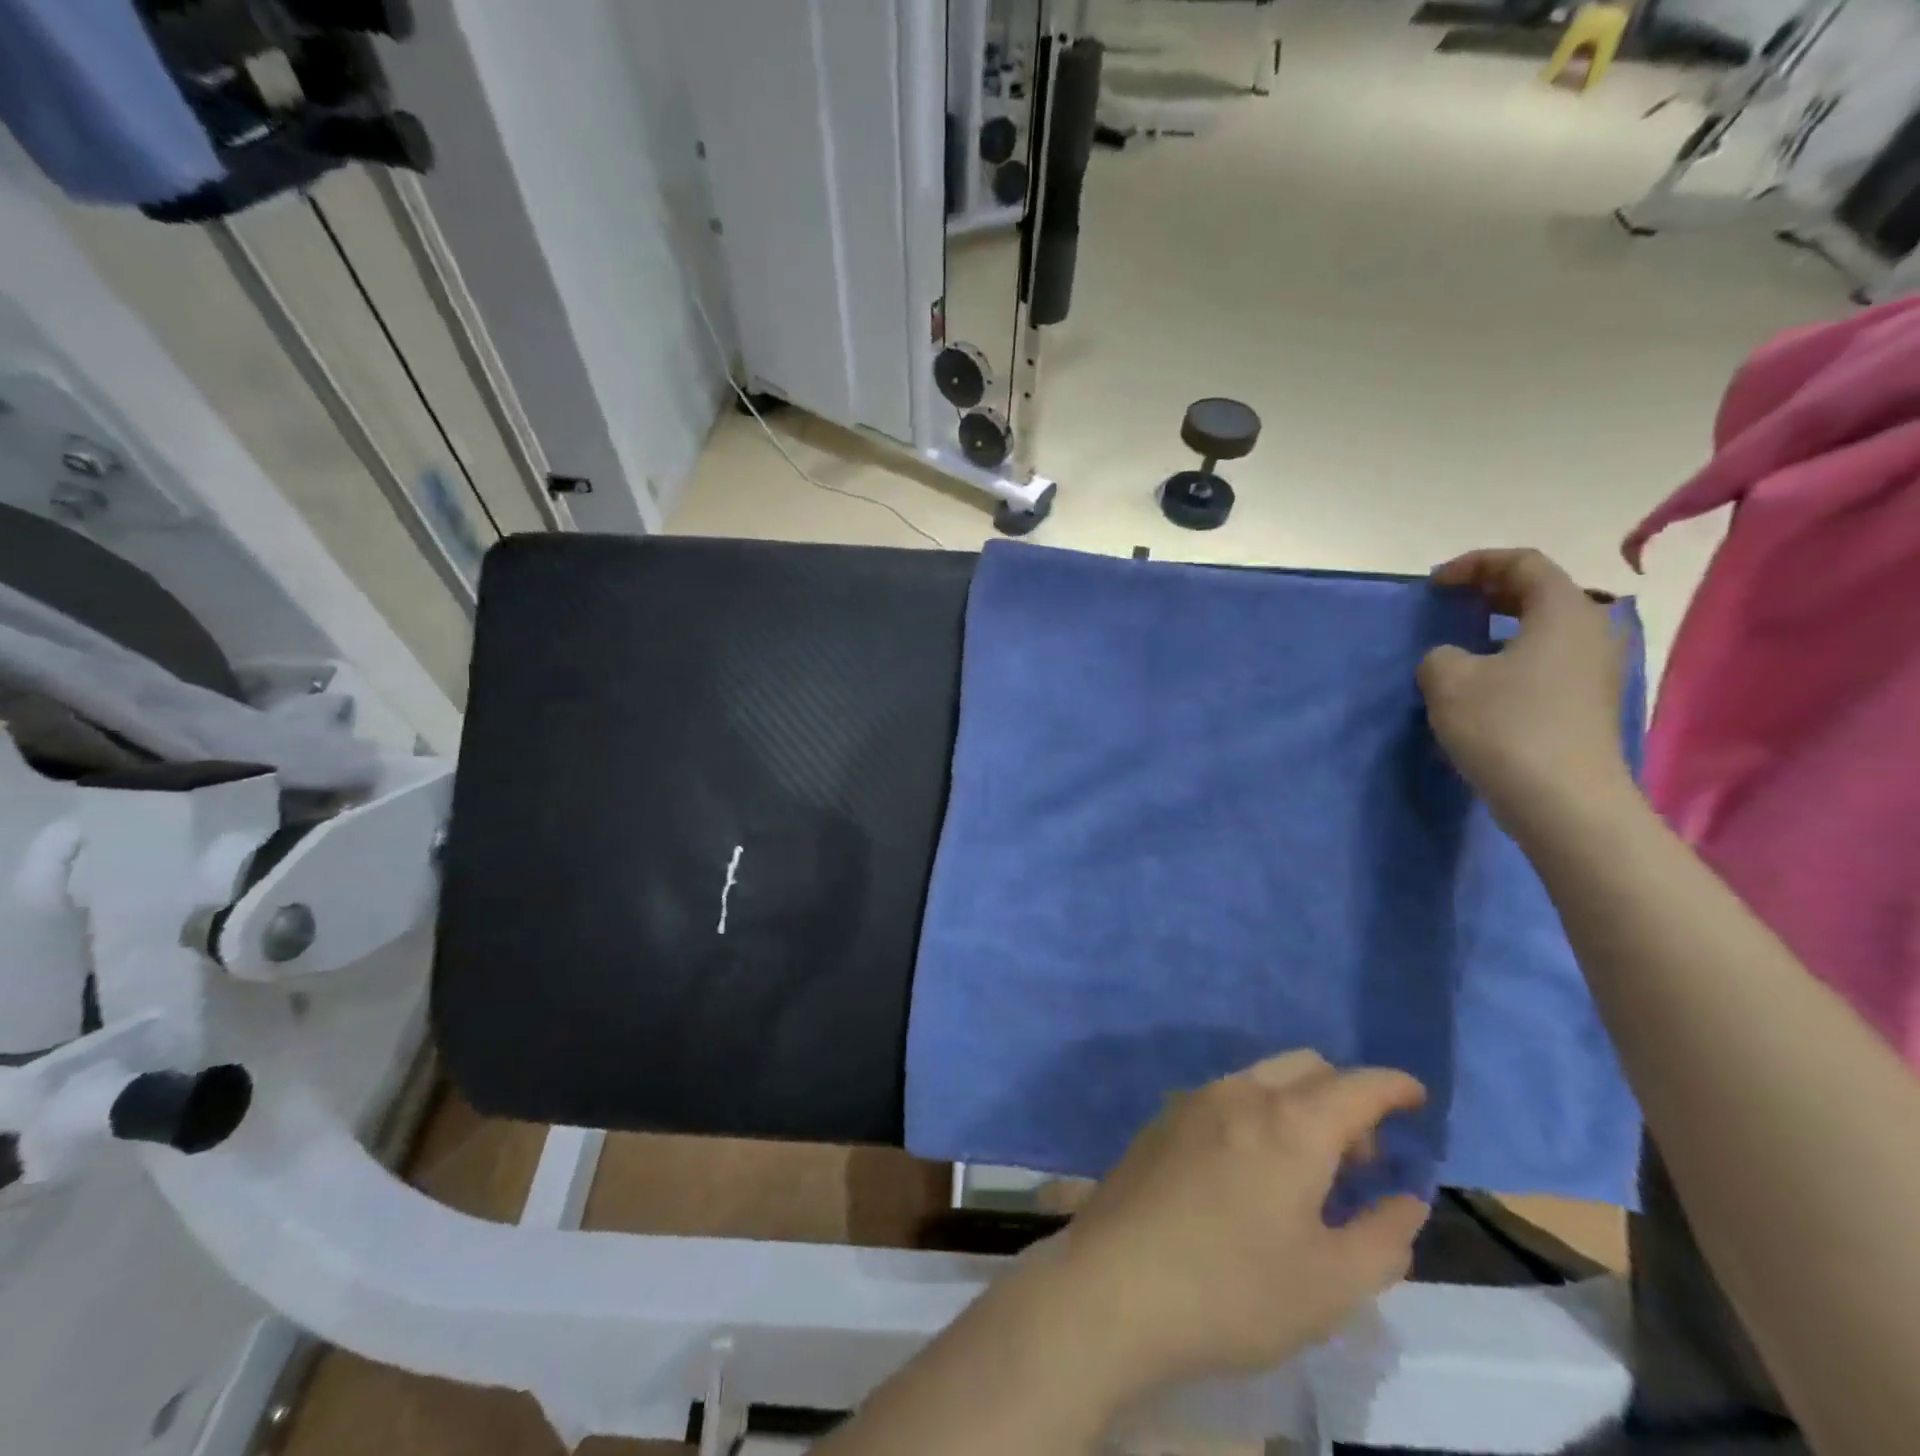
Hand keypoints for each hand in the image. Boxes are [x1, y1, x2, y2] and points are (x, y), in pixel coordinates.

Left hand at [1042, 1051, 1428, 1392]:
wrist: (1115, 1282)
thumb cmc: (1235, 1290)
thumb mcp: (1331, 1285)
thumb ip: (1383, 1237)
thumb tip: (1406, 1199)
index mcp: (1290, 1124)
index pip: (1356, 1086)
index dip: (1393, 1086)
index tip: (1416, 1096)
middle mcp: (1240, 1093)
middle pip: (1306, 1067)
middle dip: (1344, 1097)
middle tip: (1361, 1157)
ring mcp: (1193, 1100)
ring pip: (1262, 1078)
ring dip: (1298, 1104)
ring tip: (1308, 1170)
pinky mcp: (1162, 1119)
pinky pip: (1226, 1096)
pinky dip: (1258, 1113)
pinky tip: (1251, 1169)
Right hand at [1419, 549, 1634, 834]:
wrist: (1563, 799)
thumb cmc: (1506, 726)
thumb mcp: (1448, 680)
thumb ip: (1440, 655)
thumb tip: (1452, 660)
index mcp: (1564, 611)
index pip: (1523, 563)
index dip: (1475, 564)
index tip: (1435, 584)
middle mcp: (1591, 631)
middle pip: (1542, 591)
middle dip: (1491, 591)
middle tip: (1450, 603)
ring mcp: (1596, 669)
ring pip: (1546, 628)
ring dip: (1502, 626)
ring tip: (1462, 642)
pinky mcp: (1589, 702)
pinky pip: (1549, 659)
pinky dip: (1514, 655)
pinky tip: (1483, 681)